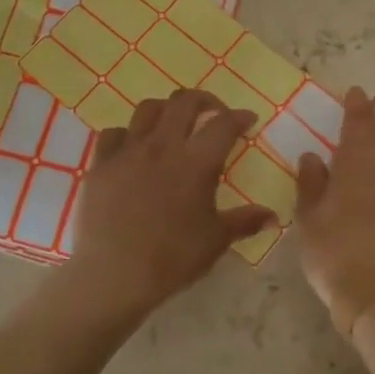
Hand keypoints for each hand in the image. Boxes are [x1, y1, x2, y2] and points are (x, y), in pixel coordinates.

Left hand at [66, 89, 277, 317]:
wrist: (114, 273)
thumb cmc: (172, 258)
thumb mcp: (215, 241)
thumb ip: (245, 221)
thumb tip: (273, 216)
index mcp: (196, 162)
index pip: (223, 124)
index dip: (239, 117)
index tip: (247, 119)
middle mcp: (162, 146)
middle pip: (184, 102)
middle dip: (204, 100)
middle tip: (213, 113)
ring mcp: (127, 151)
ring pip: (147, 109)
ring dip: (166, 110)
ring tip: (173, 124)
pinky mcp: (100, 164)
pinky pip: (113, 134)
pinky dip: (127, 135)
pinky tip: (132, 149)